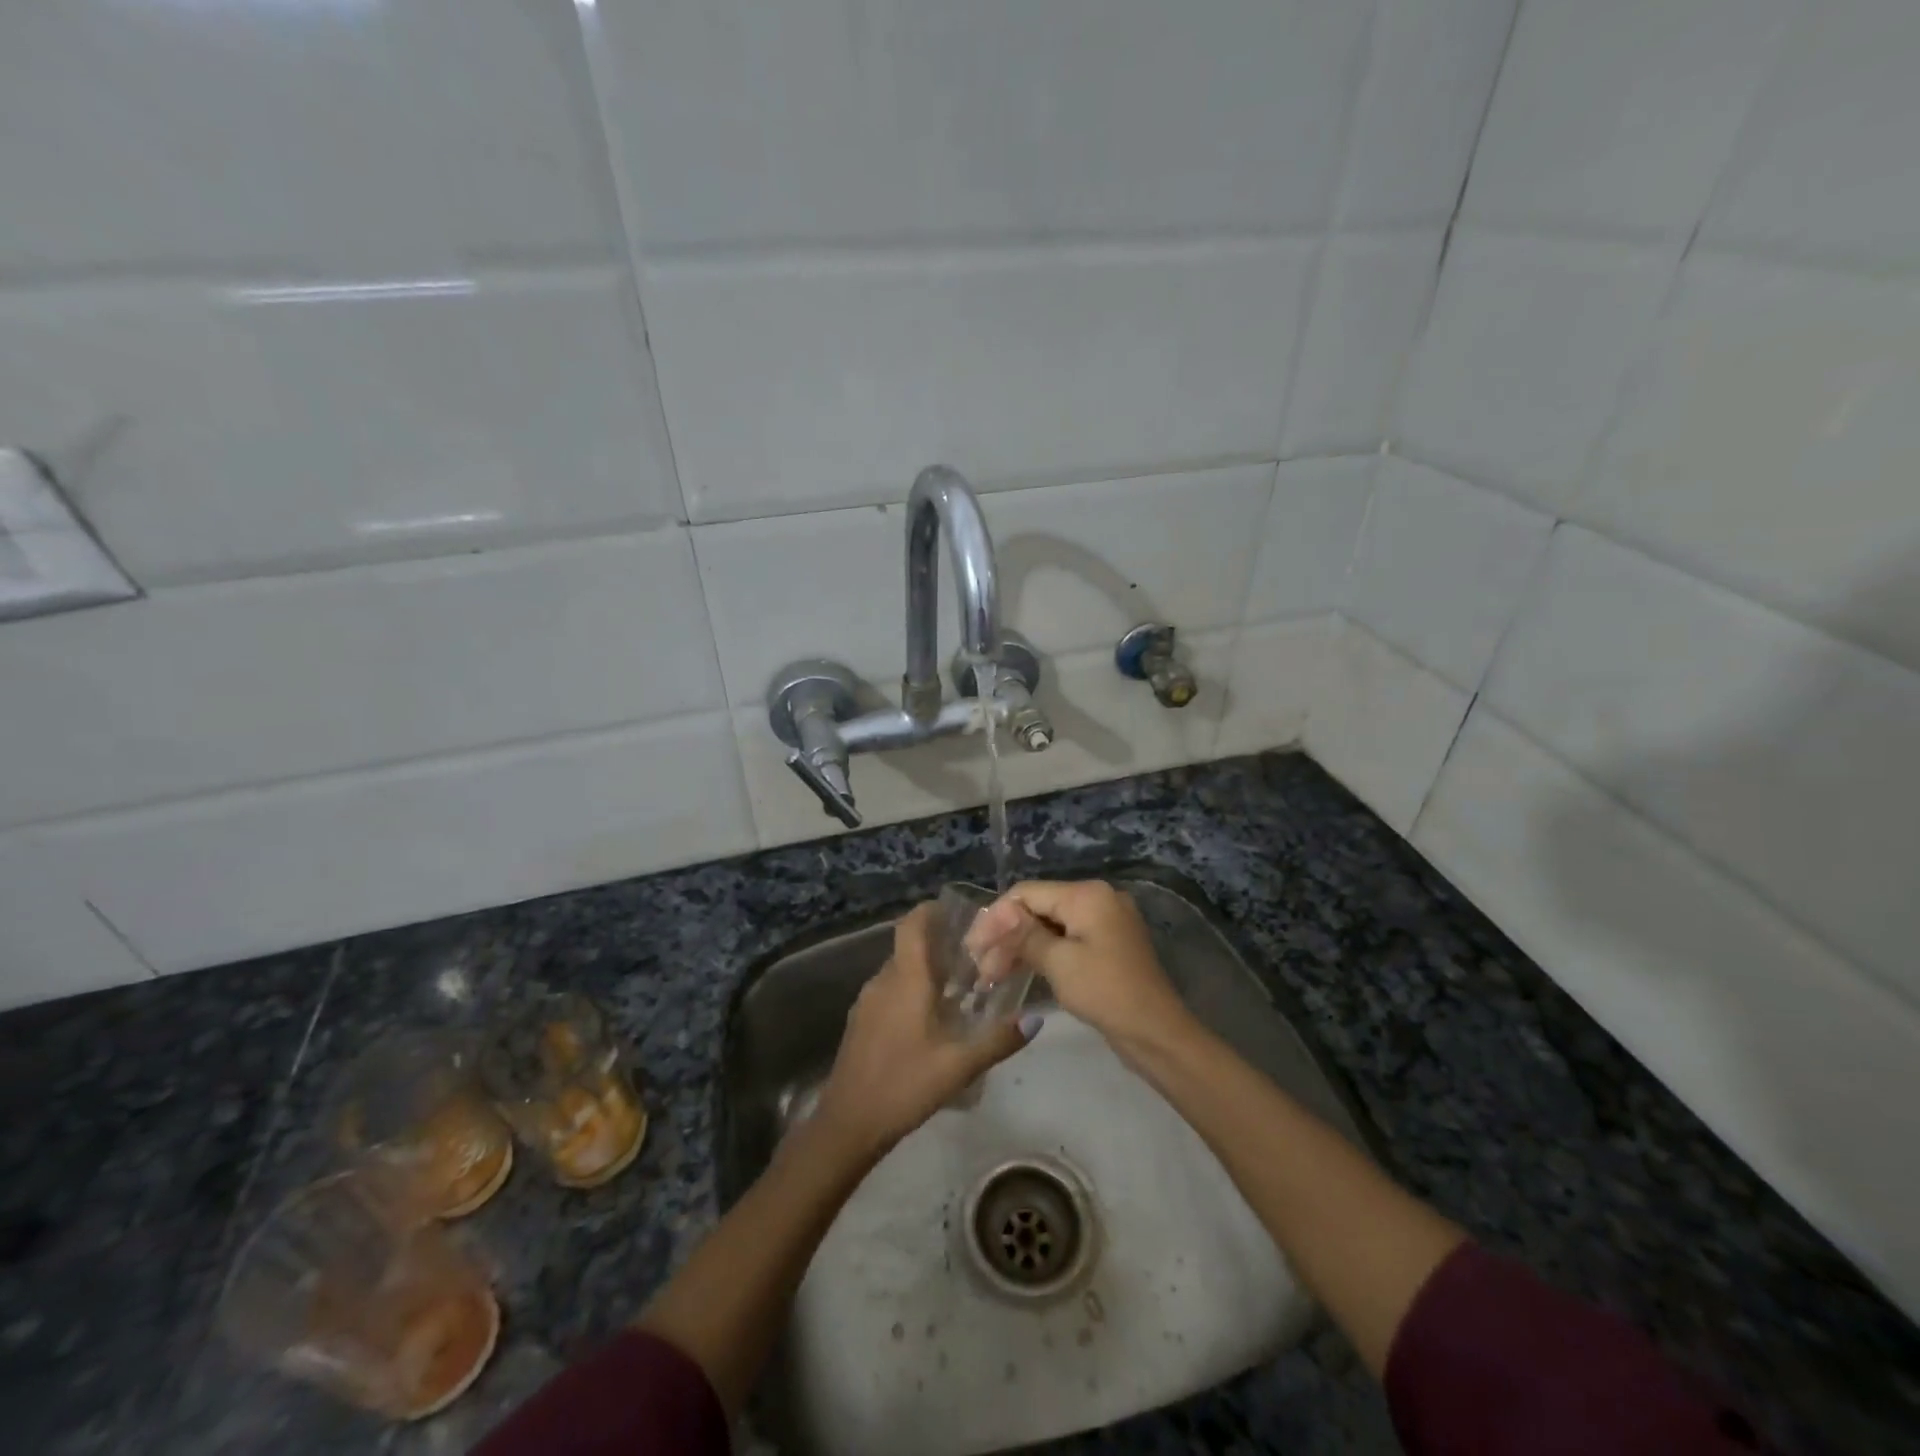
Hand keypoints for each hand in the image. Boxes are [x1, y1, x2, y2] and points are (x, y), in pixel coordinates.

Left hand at [811, 904, 1034, 1159]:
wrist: (848, 1123)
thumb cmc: (904, 1084)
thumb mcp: (959, 1065)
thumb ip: (998, 1040)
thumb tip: (1036, 1019)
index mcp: (905, 979)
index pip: (912, 924)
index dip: (931, 911)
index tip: (958, 913)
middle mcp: (883, 981)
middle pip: (909, 947)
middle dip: (938, 945)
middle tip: (974, 957)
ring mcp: (867, 1002)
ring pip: (899, 971)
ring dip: (924, 971)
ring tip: (958, 988)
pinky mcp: (860, 1023)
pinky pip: (889, 992)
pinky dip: (910, 991)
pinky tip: (930, 1019)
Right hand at [965, 879, 1194, 1061]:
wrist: (1156, 1033)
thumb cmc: (1106, 992)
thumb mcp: (1059, 962)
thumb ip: (1024, 934)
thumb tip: (997, 913)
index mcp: (1087, 894)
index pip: (1027, 893)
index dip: (996, 918)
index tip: (973, 948)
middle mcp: (1097, 898)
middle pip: (1038, 907)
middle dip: (1007, 935)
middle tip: (981, 968)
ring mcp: (1104, 922)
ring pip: (1050, 925)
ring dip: (1021, 947)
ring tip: (993, 975)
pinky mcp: (1106, 944)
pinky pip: (1066, 939)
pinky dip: (1042, 953)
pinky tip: (1018, 971)